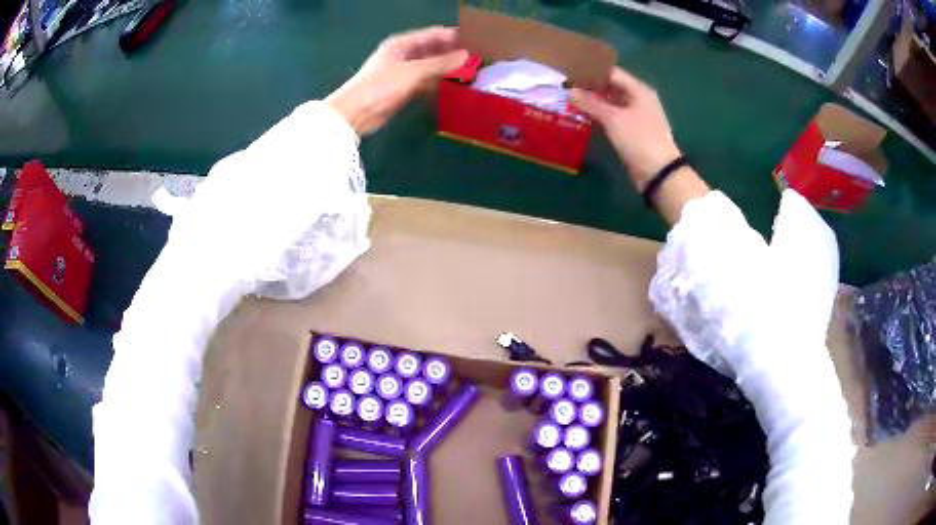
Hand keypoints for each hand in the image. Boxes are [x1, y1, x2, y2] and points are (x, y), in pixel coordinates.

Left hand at [327, 26, 467, 135]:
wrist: (355, 113)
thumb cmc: (381, 86)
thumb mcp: (413, 72)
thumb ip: (440, 63)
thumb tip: (466, 55)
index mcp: (403, 44)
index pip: (434, 34)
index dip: (455, 36)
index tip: (477, 41)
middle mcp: (404, 54)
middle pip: (434, 50)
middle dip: (453, 53)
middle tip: (478, 58)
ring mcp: (404, 72)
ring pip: (431, 67)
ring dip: (447, 69)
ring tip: (472, 72)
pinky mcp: (404, 88)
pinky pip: (426, 82)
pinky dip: (438, 83)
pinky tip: (454, 87)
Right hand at [570, 67, 680, 188]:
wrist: (659, 172)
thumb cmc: (639, 139)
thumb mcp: (613, 119)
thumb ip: (591, 103)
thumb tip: (569, 90)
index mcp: (639, 90)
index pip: (612, 72)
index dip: (592, 70)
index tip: (571, 71)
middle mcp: (639, 99)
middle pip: (612, 86)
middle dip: (591, 86)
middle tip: (567, 86)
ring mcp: (637, 115)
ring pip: (612, 102)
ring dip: (594, 101)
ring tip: (571, 99)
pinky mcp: (633, 130)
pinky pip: (614, 116)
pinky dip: (600, 114)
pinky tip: (584, 115)